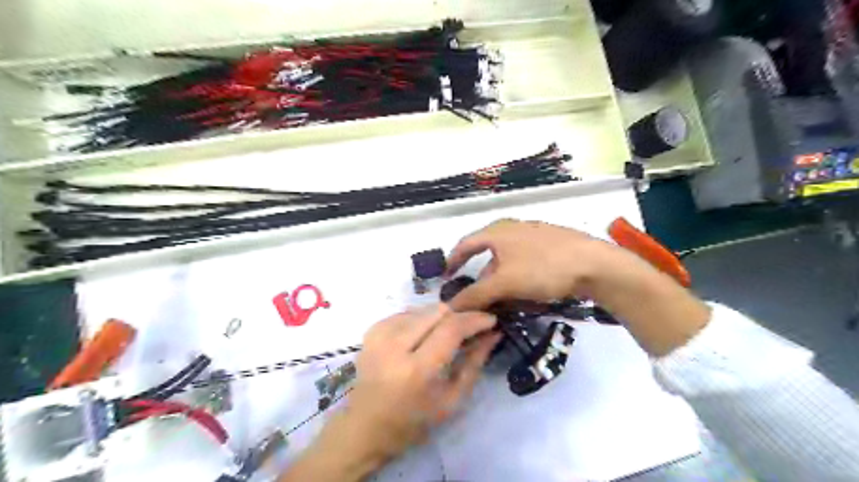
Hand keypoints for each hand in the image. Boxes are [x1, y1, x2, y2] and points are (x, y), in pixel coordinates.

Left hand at [346, 303, 501, 457]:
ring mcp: (380, 334)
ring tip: (445, 335)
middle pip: (438, 311)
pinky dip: (422, 319)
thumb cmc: (413, 422)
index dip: (474, 319)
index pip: (450, 329)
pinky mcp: (372, 329)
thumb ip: (474, 363)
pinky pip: (407, 312)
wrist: (365, 426)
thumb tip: (493, 334)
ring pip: (423, 308)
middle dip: (460, 316)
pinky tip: (423, 336)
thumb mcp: (451, 400)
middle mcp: (395, 346)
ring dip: (441, 318)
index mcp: (416, 370)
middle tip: (470, 328)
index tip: (490, 319)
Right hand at [447, 219, 621, 307]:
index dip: (453, 260)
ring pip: (508, 260)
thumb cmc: (543, 268)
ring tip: (503, 300)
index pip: (465, 244)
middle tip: (478, 297)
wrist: (594, 265)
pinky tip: (526, 293)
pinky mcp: (551, 245)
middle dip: (481, 277)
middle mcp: (513, 228)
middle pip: (487, 254)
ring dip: (501, 280)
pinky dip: (518, 277)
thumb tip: (450, 306)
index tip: (446, 276)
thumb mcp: (505, 283)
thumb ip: (476, 294)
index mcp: (497, 231)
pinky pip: (525, 262)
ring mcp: (534, 235)